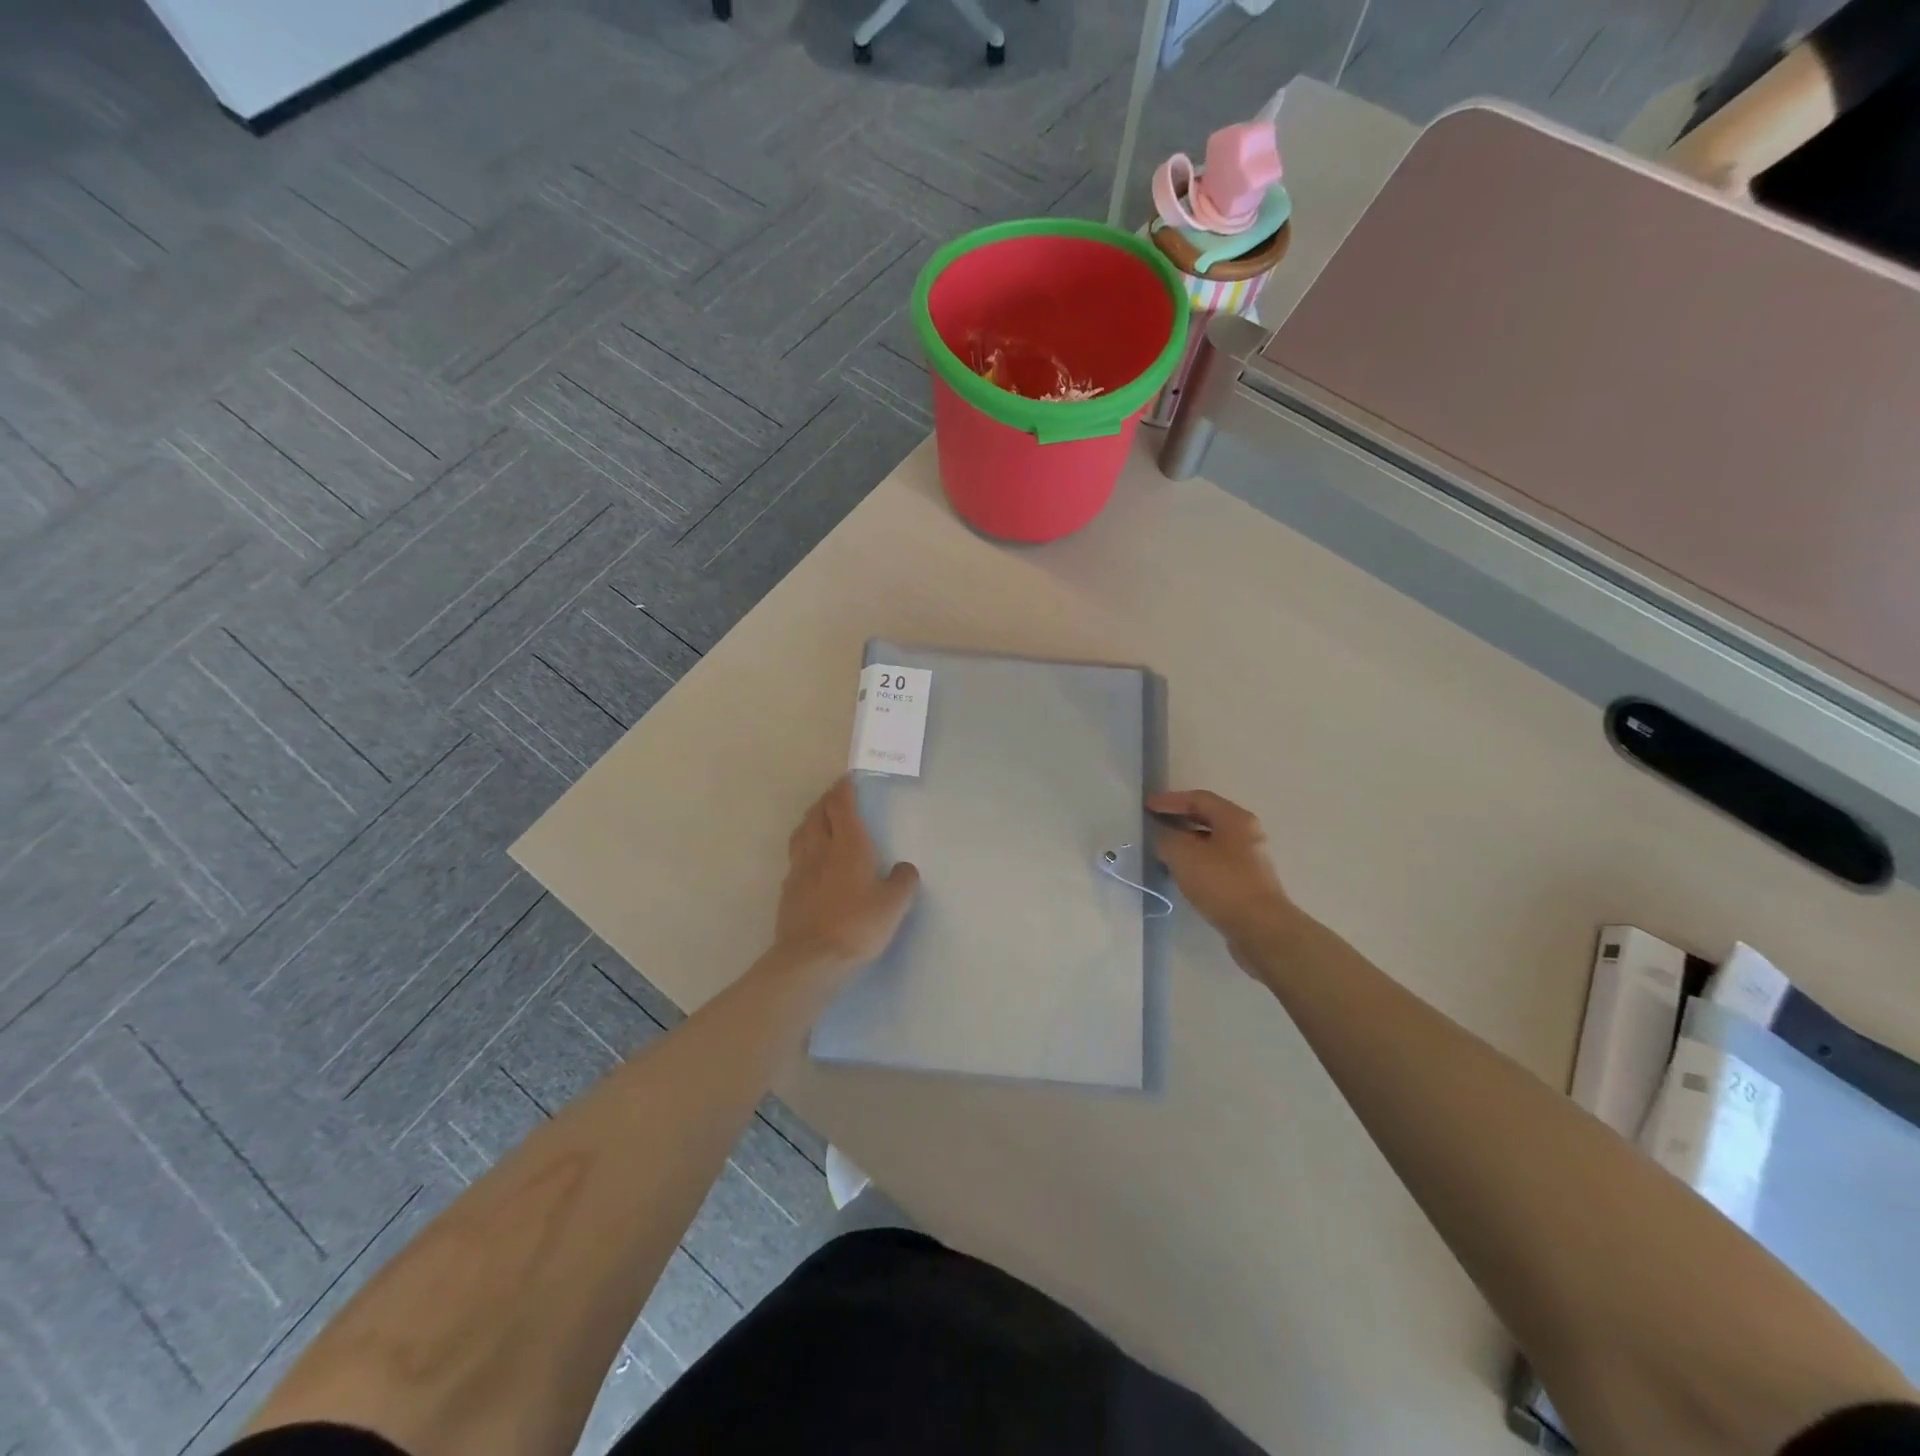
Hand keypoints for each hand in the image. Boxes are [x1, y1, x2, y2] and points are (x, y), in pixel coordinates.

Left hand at [775, 777, 919, 972]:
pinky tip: (809, 858)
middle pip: (817, 814)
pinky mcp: (788, 891)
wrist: (811, 959)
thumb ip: (903, 881)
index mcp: (848, 845)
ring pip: (802, 833)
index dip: (844, 790)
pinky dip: (803, 847)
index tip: (848, 780)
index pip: (841, 806)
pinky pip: (795, 857)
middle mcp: (820, 850)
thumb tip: (904, 869)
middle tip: (835, 796)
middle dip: (826, 800)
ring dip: (811, 819)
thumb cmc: (857, 925)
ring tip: (818, 818)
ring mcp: (799, 870)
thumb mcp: (894, 905)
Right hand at [1148, 789, 1295, 955]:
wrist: (1260, 929)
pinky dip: (1196, 862)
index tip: (1147, 806)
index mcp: (1235, 819)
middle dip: (1179, 819)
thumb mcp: (1184, 855)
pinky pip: (1216, 863)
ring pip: (1212, 842)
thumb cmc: (1222, 883)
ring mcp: (1250, 859)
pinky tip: (1181, 874)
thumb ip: (1166, 839)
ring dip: (1186, 842)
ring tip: (1163, 850)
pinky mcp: (1247, 883)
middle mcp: (1246, 834)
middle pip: (1208, 818)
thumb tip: (1163, 838)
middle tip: (1154, 824)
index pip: (1199, 798)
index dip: (1170, 800)